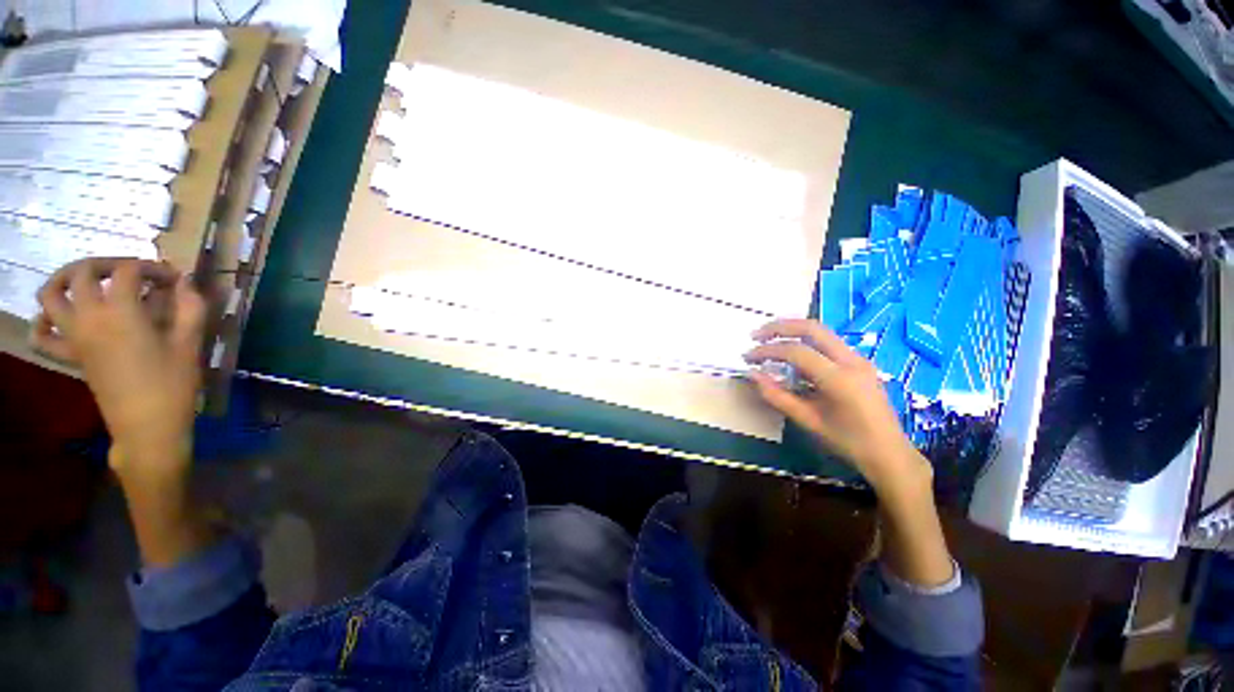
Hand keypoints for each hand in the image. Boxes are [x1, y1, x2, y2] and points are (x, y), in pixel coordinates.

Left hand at [32, 258, 205, 482]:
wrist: (147, 425)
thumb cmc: (173, 384)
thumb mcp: (189, 345)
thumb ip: (190, 309)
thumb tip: (185, 283)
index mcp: (122, 313)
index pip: (129, 271)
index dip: (151, 267)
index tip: (172, 278)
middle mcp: (90, 317)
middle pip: (83, 272)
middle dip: (107, 263)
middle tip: (130, 272)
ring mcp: (74, 336)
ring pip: (51, 294)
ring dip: (65, 278)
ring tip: (85, 279)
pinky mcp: (71, 354)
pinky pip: (42, 334)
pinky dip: (44, 319)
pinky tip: (57, 316)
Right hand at [744, 318, 928, 491]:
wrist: (889, 453)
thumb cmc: (847, 442)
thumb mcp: (808, 421)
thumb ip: (777, 396)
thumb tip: (753, 375)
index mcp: (839, 379)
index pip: (796, 352)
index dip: (767, 351)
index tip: (748, 357)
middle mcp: (852, 361)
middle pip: (812, 328)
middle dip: (780, 327)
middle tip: (756, 335)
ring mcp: (859, 359)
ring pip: (821, 331)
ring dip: (792, 331)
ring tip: (768, 339)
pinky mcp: (859, 362)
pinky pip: (828, 343)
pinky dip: (805, 341)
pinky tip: (791, 353)